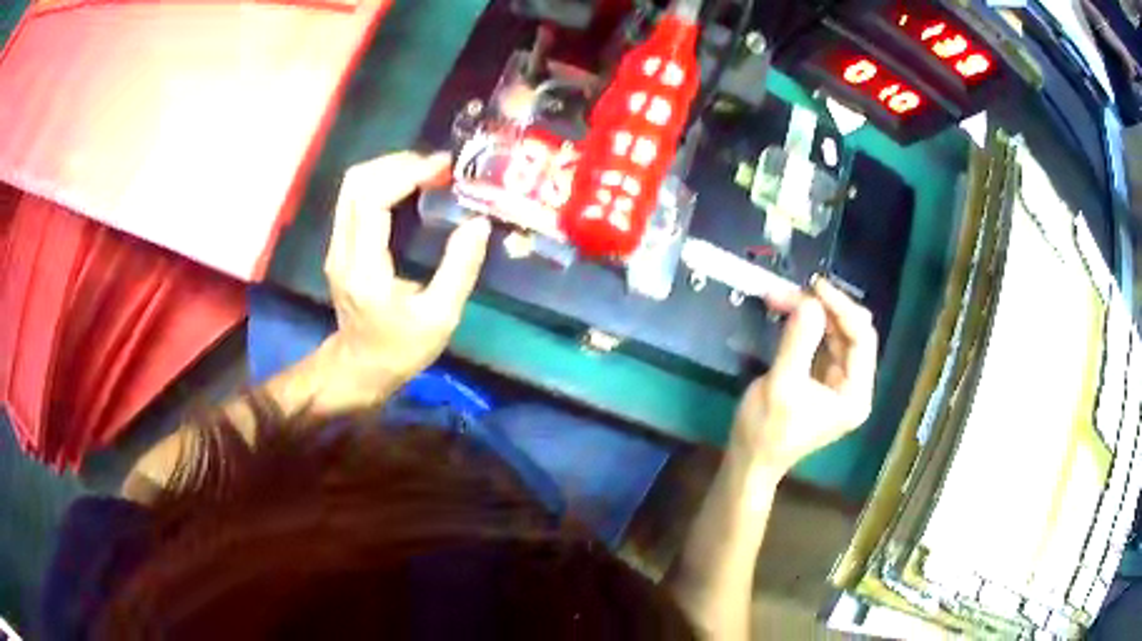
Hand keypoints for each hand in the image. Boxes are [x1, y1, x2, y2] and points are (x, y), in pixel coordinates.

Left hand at [317, 151, 490, 411]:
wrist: (360, 369)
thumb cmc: (401, 349)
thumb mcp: (440, 318)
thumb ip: (459, 268)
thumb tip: (479, 222)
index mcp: (365, 269)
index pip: (372, 200)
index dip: (405, 173)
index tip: (442, 168)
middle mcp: (342, 250)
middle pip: (356, 182)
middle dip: (398, 163)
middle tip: (437, 168)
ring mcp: (336, 246)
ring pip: (352, 186)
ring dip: (389, 169)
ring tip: (427, 173)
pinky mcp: (339, 245)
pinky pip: (355, 198)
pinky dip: (382, 182)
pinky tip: (410, 188)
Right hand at [733, 277, 878, 474]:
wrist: (748, 461)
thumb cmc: (766, 431)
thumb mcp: (781, 385)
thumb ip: (798, 342)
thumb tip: (809, 301)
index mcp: (855, 394)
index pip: (862, 338)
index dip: (841, 308)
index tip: (814, 286)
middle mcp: (854, 386)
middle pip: (850, 333)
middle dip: (824, 309)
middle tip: (794, 290)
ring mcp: (839, 383)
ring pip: (835, 335)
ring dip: (813, 314)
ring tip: (784, 296)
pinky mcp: (821, 380)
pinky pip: (822, 343)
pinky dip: (807, 326)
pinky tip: (789, 312)